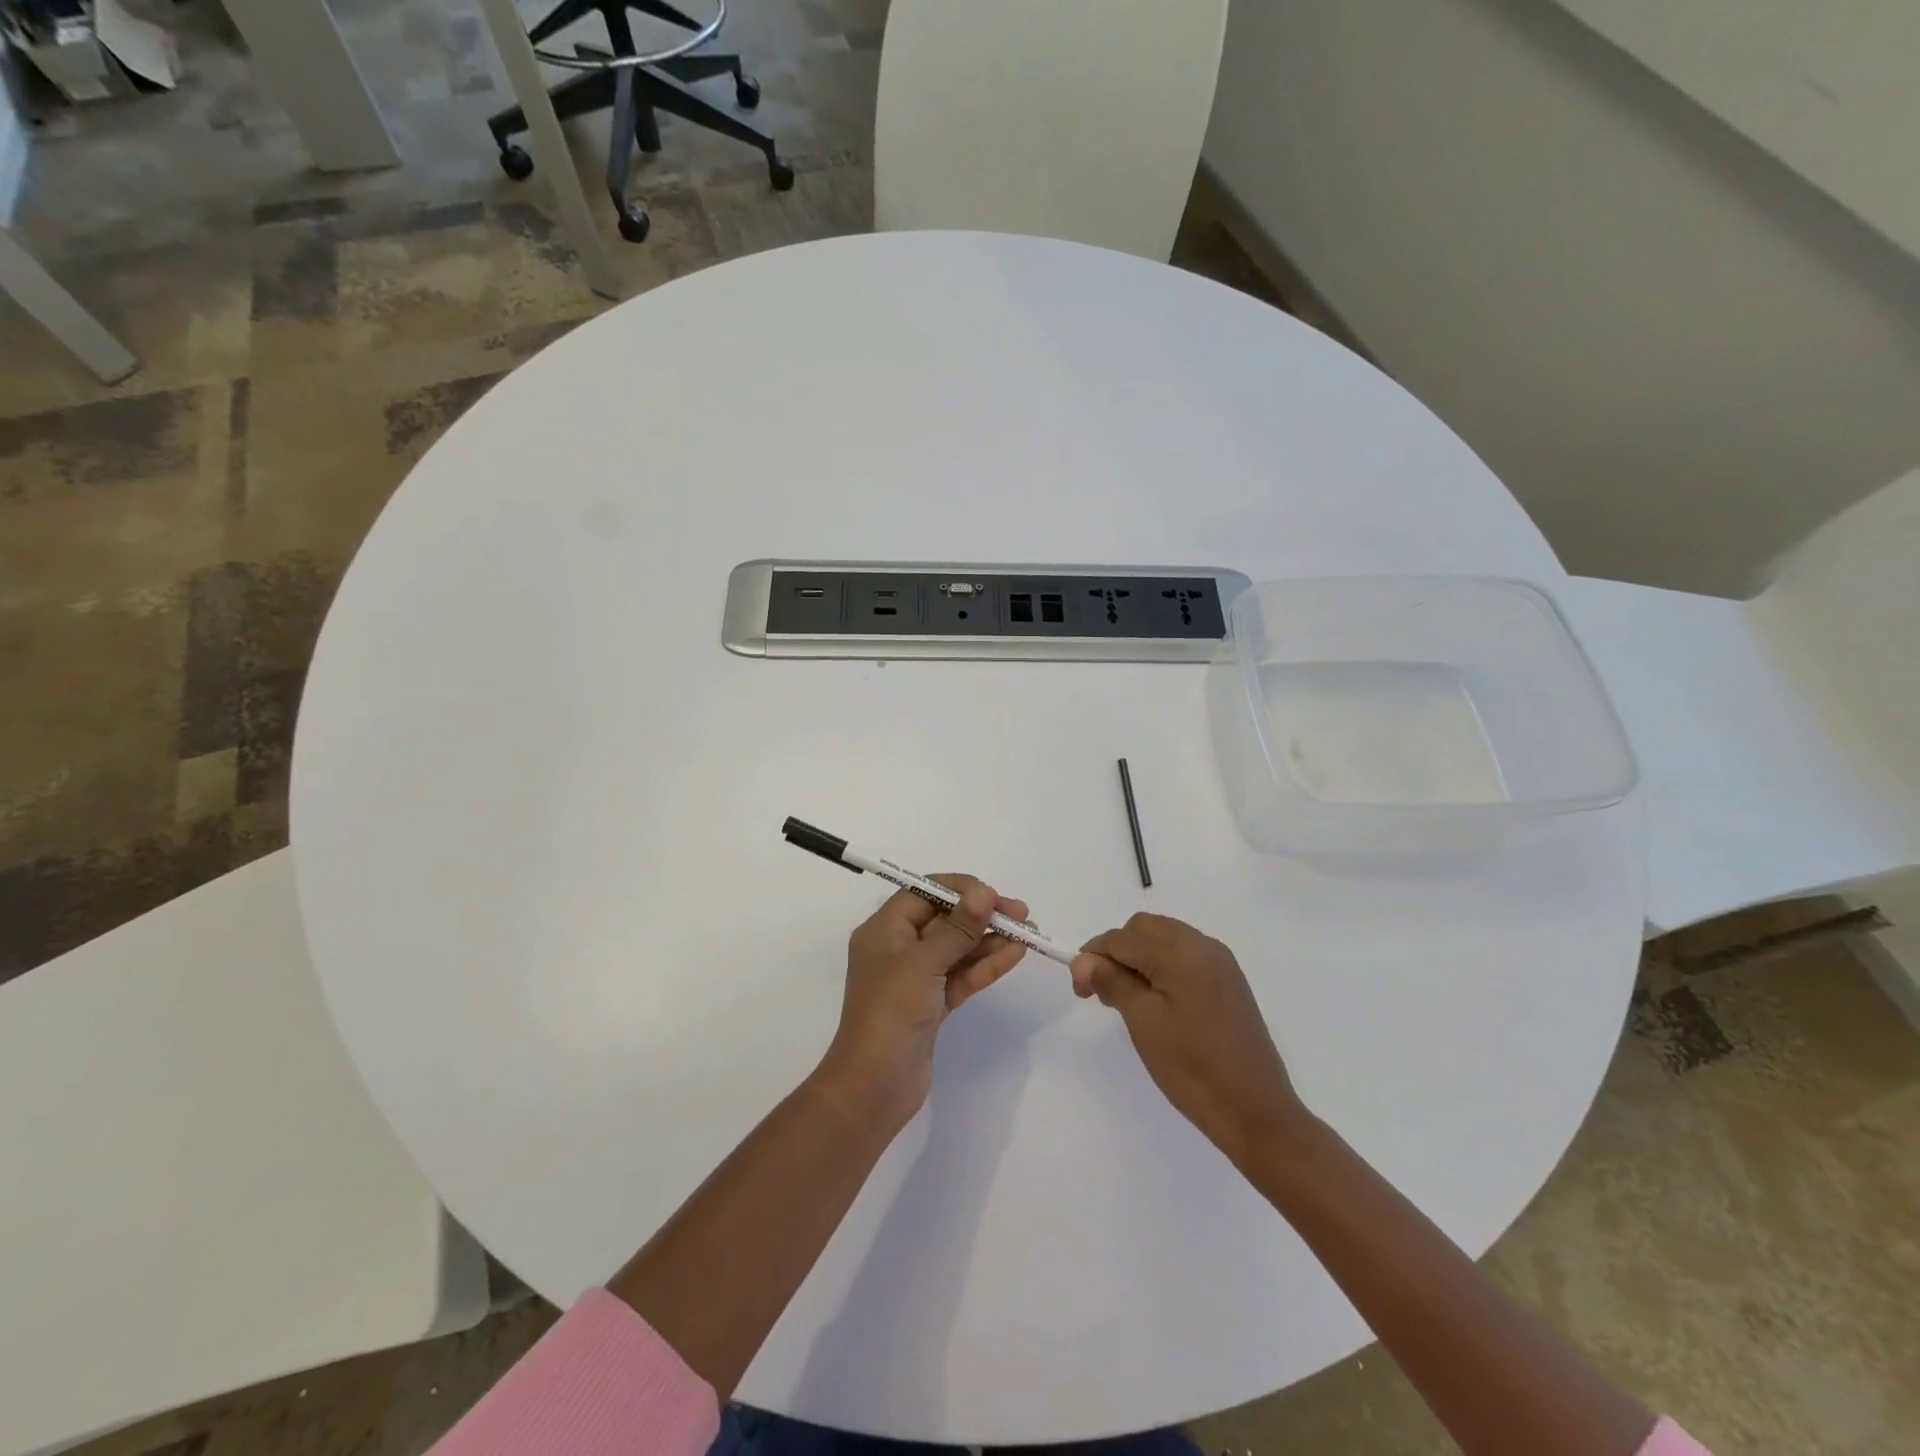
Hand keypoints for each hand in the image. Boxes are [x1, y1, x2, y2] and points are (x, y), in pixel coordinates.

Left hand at [814, 877, 1030, 1135]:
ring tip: (1028, 932)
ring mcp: (916, 979)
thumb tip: (985, 893)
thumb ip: (958, 927)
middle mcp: (898, 948)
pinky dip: (986, 965)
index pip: (923, 894)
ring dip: (990, 939)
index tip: (993, 894)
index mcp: (884, 930)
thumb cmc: (891, 1012)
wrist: (875, 1086)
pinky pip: (962, 975)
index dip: (959, 890)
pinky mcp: (932, 1004)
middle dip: (981, 915)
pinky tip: (1015, 954)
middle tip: (1021, 913)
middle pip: (944, 920)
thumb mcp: (923, 962)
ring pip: (957, 949)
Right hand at [1072, 914, 1307, 1167]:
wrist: (1256, 1111)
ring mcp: (1220, 962)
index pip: (1121, 938)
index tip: (1079, 990)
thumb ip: (1111, 981)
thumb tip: (1082, 959)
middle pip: (1143, 929)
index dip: (1092, 957)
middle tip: (1102, 993)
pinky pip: (1185, 955)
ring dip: (1138, 957)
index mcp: (1180, 951)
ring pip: (1164, 939)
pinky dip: (1162, 966)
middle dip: (1116, 952)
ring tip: (1126, 998)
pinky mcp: (1229, 981)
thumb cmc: (1192, 1067)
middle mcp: (1202, 945)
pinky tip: (1157, 1000)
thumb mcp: (1143, 1022)